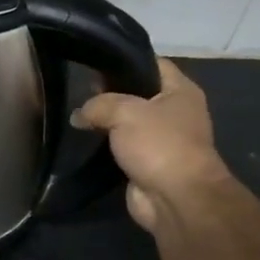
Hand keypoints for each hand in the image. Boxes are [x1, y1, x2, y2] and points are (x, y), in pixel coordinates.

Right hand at [72, 58, 228, 232]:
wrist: (175, 197)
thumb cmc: (159, 144)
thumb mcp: (125, 112)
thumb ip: (98, 105)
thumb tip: (79, 114)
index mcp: (180, 91)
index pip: (152, 64)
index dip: (125, 61)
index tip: (95, 63)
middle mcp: (175, 112)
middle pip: (138, 93)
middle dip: (110, 92)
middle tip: (80, 91)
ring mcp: (162, 139)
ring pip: (129, 122)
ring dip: (107, 122)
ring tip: (78, 115)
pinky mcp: (148, 163)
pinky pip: (123, 147)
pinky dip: (107, 146)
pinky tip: (86, 141)